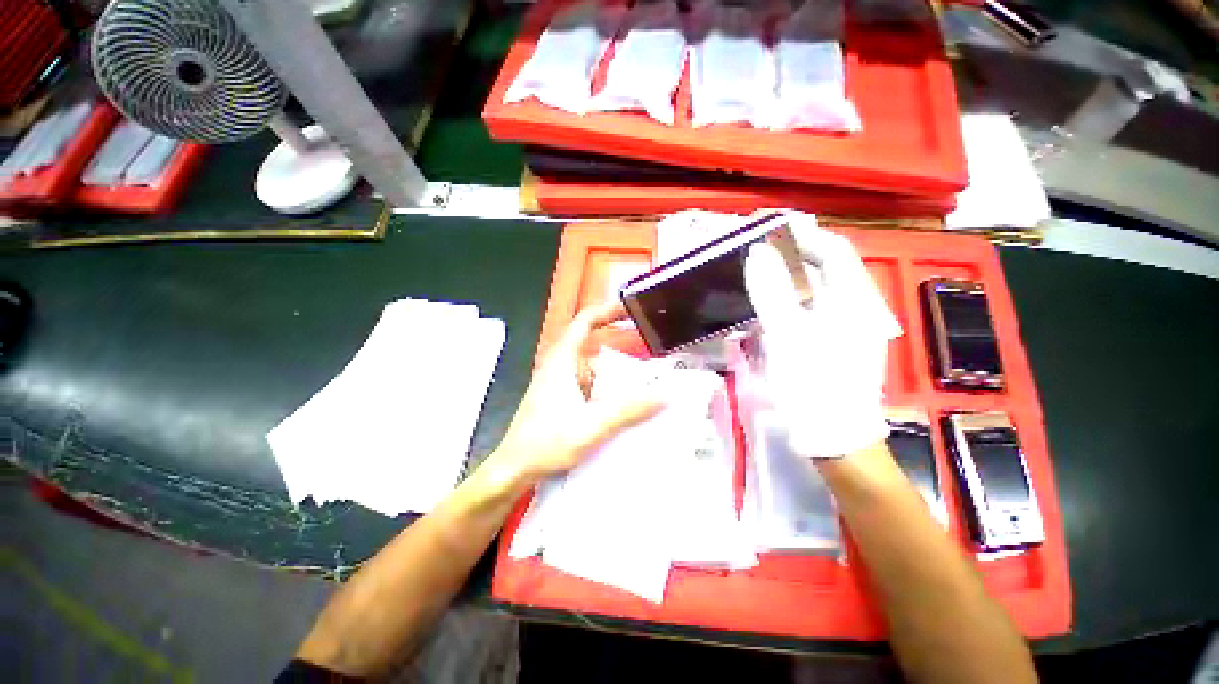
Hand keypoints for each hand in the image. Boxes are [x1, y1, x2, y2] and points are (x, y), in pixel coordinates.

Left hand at [482, 301, 664, 490]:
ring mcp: (557, 382)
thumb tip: (664, 396)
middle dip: (619, 351)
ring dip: (613, 376)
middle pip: (592, 346)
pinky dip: (604, 390)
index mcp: (562, 361)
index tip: (632, 310)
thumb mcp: (591, 427)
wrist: (512, 470)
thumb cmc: (545, 443)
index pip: (584, 321)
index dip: (607, 310)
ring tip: (639, 388)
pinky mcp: (558, 398)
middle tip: (648, 358)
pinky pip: (587, 384)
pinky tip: (617, 408)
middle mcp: (559, 366)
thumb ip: (628, 411)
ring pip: (591, 368)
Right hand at [744, 218, 899, 457]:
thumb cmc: (815, 384)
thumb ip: (773, 292)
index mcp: (853, 301)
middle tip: (754, 255)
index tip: (768, 230)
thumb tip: (757, 252)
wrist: (834, 438)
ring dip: (784, 281)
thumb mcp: (789, 335)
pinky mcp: (828, 346)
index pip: (833, 251)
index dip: (803, 236)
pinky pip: (806, 314)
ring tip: (754, 278)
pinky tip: (764, 312)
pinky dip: (784, 305)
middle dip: (789, 258)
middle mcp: (853, 309)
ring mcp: (842, 329)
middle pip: (822, 270)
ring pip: (812, 293)